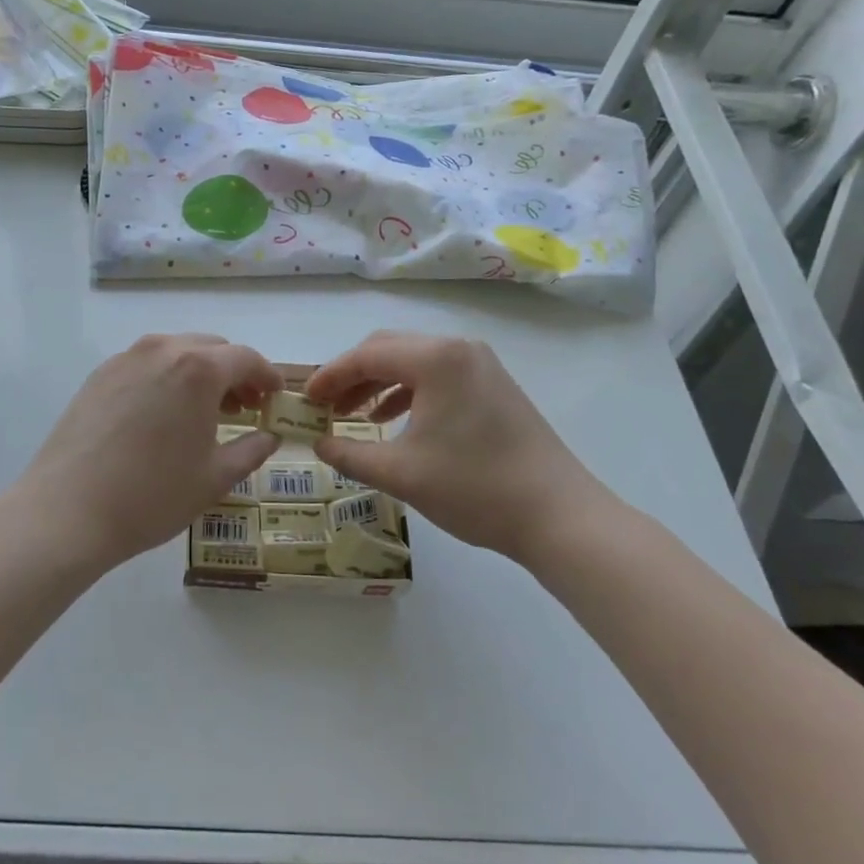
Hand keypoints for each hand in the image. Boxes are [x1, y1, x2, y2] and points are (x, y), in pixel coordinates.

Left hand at [17, 334, 283, 570]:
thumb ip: (251, 450)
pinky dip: (166, 377)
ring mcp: (126, 359)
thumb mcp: (215, 478)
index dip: (267, 376)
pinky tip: (163, 414)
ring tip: (204, 411)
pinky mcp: (99, 374)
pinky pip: (146, 364)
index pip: (246, 359)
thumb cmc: (152, 495)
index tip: (274, 396)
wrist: (68, 510)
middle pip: (211, 348)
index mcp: (198, 368)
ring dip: (199, 373)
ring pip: (176, 351)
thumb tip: (269, 437)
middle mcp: (162, 349)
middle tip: (243, 408)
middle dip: (234, 373)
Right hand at [307, 331, 612, 559]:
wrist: (558, 515)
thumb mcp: (401, 474)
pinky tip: (391, 421)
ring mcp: (480, 365)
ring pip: (413, 361)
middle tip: (324, 406)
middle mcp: (458, 349)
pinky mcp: (493, 385)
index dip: (329, 377)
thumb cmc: (474, 488)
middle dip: (351, 376)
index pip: (366, 356)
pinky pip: (436, 376)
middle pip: (388, 349)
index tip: (304, 400)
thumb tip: (318, 444)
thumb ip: (349, 455)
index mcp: (435, 359)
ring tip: (351, 416)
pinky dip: (407, 392)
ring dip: (378, 384)